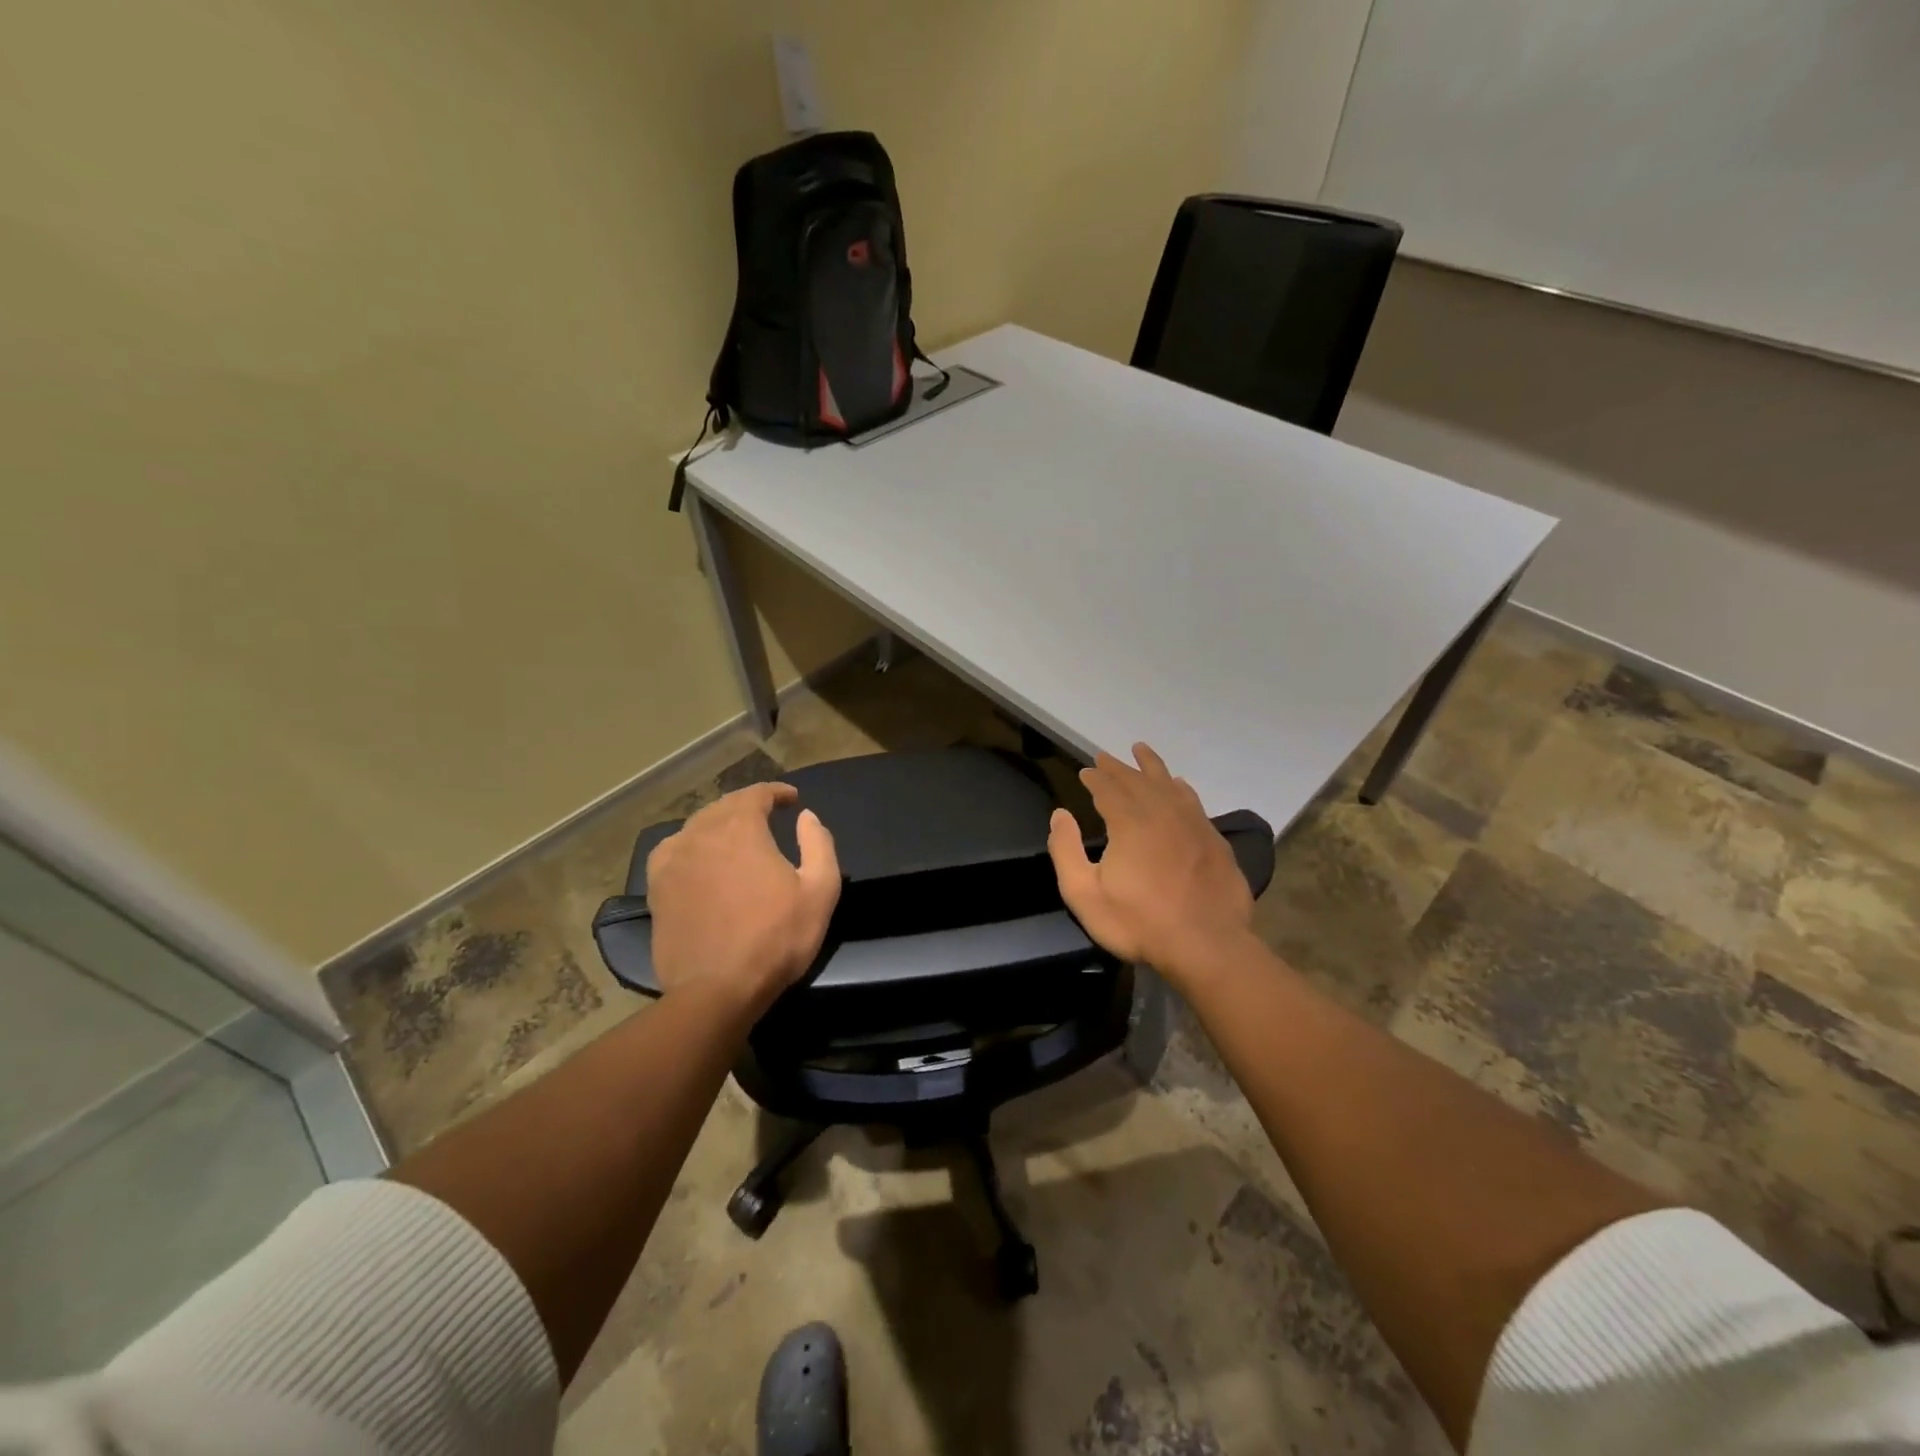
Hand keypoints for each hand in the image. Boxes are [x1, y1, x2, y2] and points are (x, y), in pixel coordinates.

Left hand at [645, 783, 840, 1018]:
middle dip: (748, 805)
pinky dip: (689, 844)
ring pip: (697, 826)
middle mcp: (702, 834)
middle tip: (768, 815)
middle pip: (724, 806)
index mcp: (741, 829)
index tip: (792, 799)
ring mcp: (674, 860)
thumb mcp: (819, 891)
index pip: (756, 794)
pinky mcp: (657, 888)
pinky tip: (697, 856)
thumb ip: (818, 844)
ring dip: (719, 823)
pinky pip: (672, 850)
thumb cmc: (776, 939)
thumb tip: (806, 816)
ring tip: (735, 835)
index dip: (776, 792)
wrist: (717, 990)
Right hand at [1047, 744, 1254, 980]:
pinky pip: (1193, 801)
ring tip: (1141, 750)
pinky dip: (1181, 788)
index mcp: (1129, 823)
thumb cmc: (1139, 922)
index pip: (1108, 789)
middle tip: (1105, 756)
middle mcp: (1162, 813)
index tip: (1086, 770)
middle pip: (1137, 780)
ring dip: (1152, 766)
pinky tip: (1180, 785)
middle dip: (1118, 767)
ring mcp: (1193, 825)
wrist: (1207, 945)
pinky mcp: (1214, 841)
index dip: (1095, 778)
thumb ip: (1066, 851)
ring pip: (1168, 784)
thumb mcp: (1084, 894)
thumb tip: (1059, 814)